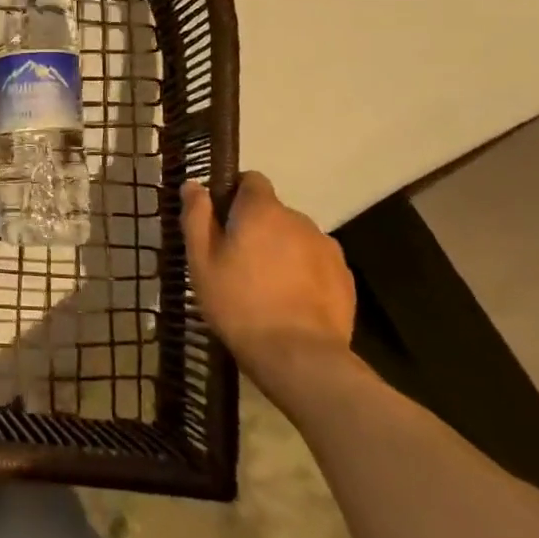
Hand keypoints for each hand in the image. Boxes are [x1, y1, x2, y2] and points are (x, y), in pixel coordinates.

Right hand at [181, 171, 356, 394]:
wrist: (299, 357)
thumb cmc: (239, 303)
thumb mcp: (201, 261)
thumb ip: (196, 217)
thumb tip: (194, 184)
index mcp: (262, 210)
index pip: (251, 180)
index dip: (234, 194)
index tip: (221, 220)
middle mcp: (299, 219)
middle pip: (273, 212)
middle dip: (257, 228)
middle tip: (237, 262)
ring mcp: (327, 248)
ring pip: (295, 238)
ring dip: (281, 250)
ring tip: (265, 286)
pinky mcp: (344, 277)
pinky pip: (316, 263)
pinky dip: (303, 273)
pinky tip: (290, 302)